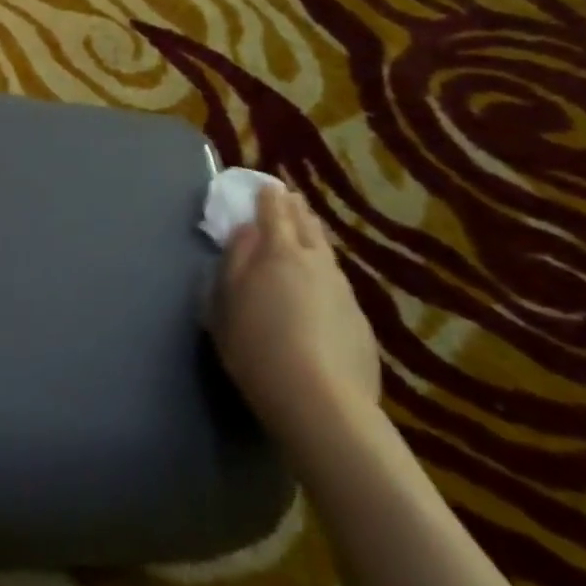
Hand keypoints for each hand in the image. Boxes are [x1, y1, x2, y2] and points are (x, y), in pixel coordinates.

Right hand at [214, 184, 382, 460]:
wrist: (319, 400)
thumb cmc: (256, 346)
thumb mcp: (225, 302)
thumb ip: (234, 261)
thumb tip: (245, 232)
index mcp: (278, 252)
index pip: (274, 212)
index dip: (269, 197)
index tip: (267, 185)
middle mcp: (316, 263)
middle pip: (307, 227)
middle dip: (296, 211)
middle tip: (290, 200)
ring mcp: (344, 292)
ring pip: (326, 255)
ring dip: (314, 240)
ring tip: (306, 235)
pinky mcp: (360, 322)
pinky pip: (337, 285)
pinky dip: (324, 276)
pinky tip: (319, 290)